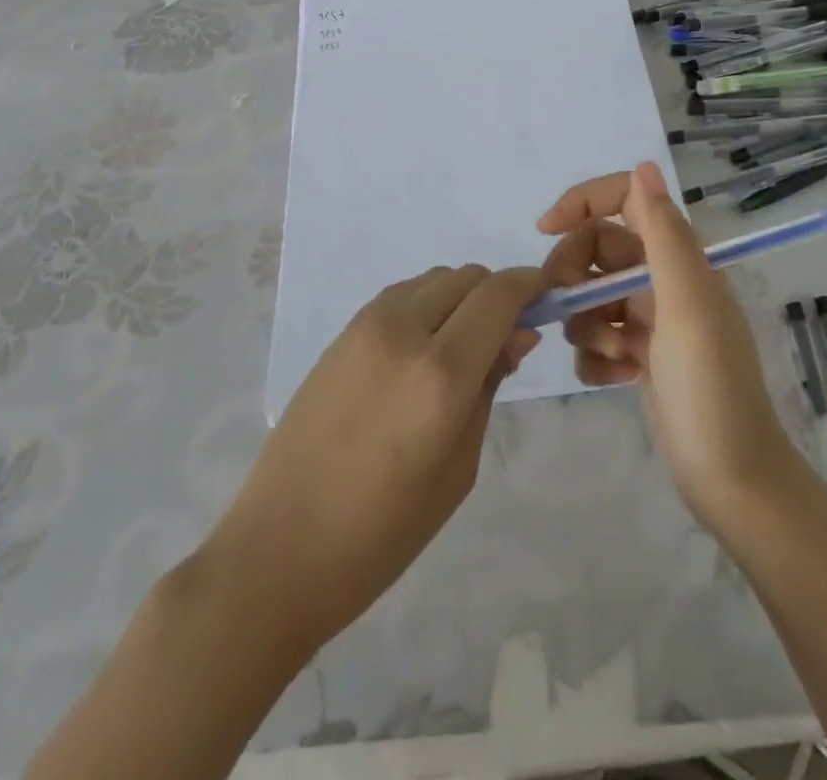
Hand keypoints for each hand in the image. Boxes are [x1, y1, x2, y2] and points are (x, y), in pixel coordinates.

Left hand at [212, 264, 545, 654]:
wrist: (279, 549)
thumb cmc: (383, 532)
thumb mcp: (458, 468)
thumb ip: (489, 388)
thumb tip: (514, 337)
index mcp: (440, 373)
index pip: (499, 294)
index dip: (531, 284)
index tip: (548, 297)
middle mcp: (403, 330)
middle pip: (467, 276)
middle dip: (497, 295)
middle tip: (506, 339)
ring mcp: (365, 326)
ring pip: (434, 279)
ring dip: (461, 297)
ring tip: (462, 347)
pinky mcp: (341, 334)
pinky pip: (401, 297)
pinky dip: (427, 305)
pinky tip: (423, 350)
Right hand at [538, 162, 798, 525]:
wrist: (732, 483)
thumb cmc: (710, 389)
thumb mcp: (687, 307)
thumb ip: (664, 235)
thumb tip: (643, 166)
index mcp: (681, 258)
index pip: (624, 201)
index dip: (582, 202)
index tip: (544, 229)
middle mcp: (665, 279)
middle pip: (596, 249)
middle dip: (575, 276)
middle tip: (571, 311)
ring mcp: (652, 319)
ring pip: (591, 295)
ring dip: (587, 323)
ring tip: (611, 356)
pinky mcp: (640, 356)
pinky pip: (596, 337)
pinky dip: (596, 356)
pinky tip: (618, 380)